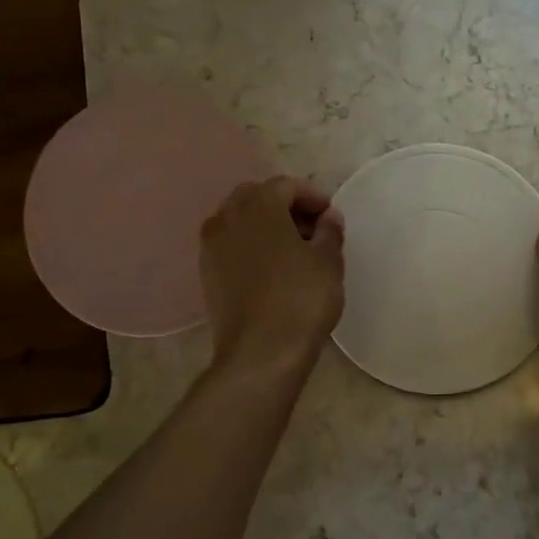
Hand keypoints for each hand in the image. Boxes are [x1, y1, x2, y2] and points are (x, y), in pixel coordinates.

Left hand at [200, 176, 344, 375]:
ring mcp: (211, 247)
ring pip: (239, 221)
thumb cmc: (301, 300)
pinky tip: (272, 269)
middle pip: (256, 198)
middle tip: (312, 229)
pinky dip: (251, 246)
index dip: (312, 196)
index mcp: (258, 206)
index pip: (285, 185)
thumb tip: (328, 217)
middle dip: (285, 207)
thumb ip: (329, 232)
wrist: (260, 353)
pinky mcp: (206, 274)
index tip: (331, 216)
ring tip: (294, 250)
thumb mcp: (328, 262)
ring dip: (265, 226)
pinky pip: (230, 246)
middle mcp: (227, 218)